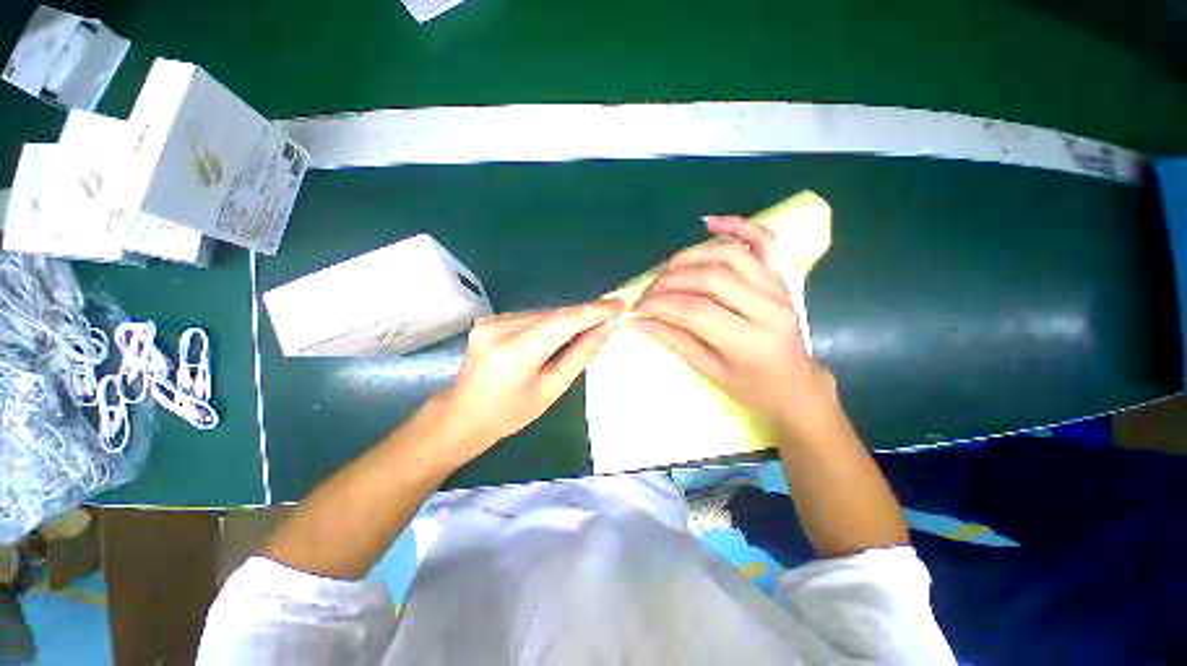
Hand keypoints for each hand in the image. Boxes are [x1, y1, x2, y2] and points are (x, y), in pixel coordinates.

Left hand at [431, 300, 622, 466]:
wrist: (463, 415)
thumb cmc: (510, 413)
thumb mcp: (550, 391)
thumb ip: (579, 357)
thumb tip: (604, 329)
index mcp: (513, 354)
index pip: (561, 323)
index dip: (592, 311)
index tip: (618, 304)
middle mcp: (498, 329)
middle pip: (553, 314)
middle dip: (583, 314)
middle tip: (610, 317)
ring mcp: (490, 321)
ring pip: (542, 313)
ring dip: (567, 319)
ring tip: (587, 328)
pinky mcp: (488, 320)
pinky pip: (530, 317)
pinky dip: (549, 322)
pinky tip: (558, 334)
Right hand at [631, 216, 836, 434]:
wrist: (796, 386)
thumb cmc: (752, 388)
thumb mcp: (710, 371)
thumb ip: (675, 340)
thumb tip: (639, 322)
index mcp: (750, 341)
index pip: (694, 310)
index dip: (659, 305)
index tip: (635, 308)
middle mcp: (768, 307)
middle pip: (709, 277)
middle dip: (668, 281)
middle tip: (647, 293)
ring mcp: (777, 287)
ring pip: (728, 253)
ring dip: (689, 256)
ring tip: (666, 271)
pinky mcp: (780, 277)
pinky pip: (762, 241)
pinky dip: (736, 225)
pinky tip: (708, 224)